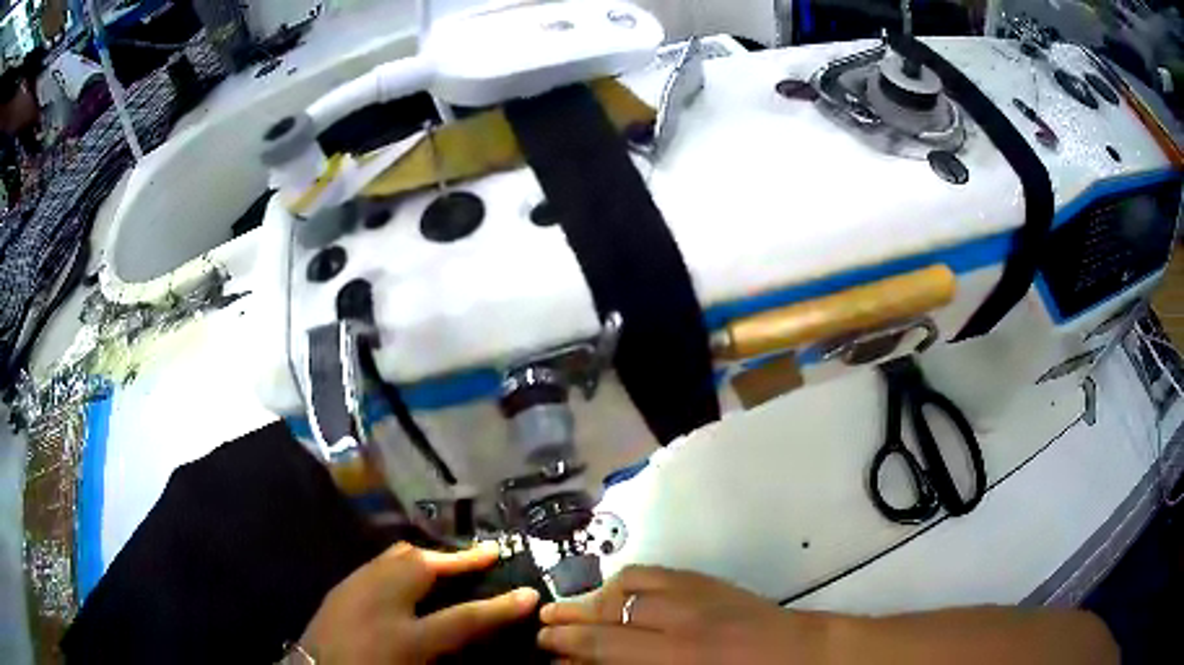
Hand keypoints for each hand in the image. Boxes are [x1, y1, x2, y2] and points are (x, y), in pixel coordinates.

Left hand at [300, 542, 540, 663]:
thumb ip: (444, 652)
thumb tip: (467, 632)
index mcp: (404, 637)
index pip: (465, 618)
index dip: (501, 608)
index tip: (530, 594)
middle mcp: (379, 601)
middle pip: (424, 565)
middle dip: (458, 559)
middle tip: (485, 556)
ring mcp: (355, 587)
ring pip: (398, 556)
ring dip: (430, 557)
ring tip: (449, 563)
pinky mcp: (342, 585)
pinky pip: (380, 563)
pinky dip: (403, 563)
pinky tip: (408, 577)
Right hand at [538, 566, 831, 663]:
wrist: (801, 654)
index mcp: (675, 655)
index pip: (602, 642)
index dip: (565, 640)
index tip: (541, 641)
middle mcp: (679, 618)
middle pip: (608, 610)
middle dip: (569, 616)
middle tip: (544, 620)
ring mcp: (696, 593)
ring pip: (629, 583)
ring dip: (597, 595)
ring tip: (579, 607)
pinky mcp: (709, 581)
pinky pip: (657, 572)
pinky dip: (629, 580)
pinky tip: (620, 592)